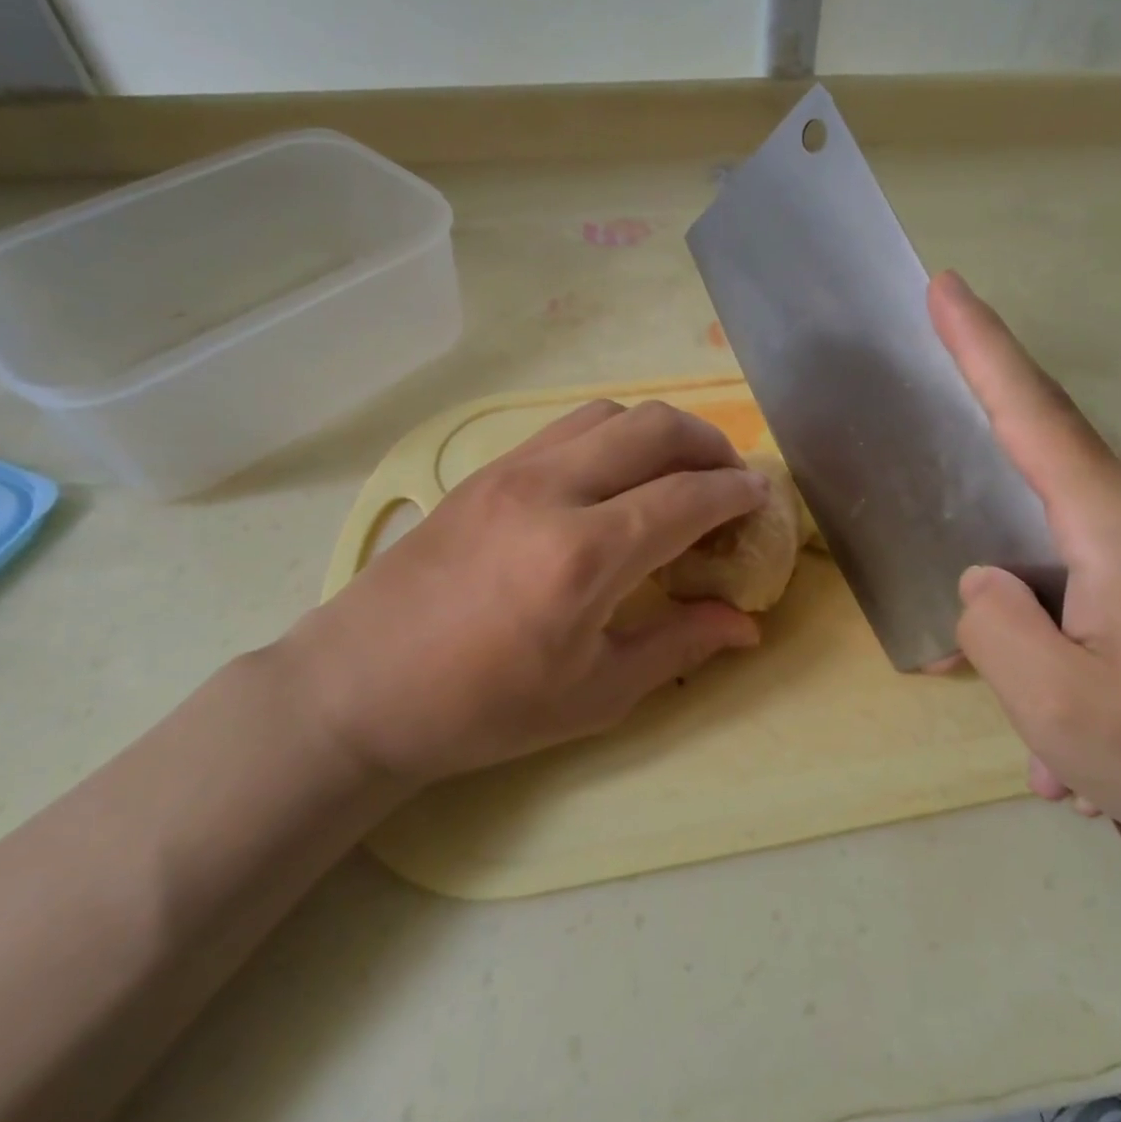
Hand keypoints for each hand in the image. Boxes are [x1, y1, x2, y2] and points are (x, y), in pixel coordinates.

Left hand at [278, 400, 767, 784]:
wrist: (359, 687)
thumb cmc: (482, 708)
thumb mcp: (595, 693)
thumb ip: (679, 645)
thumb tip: (746, 624)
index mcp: (584, 556)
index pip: (686, 497)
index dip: (736, 493)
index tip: (761, 499)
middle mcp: (552, 491)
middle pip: (654, 427)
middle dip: (709, 443)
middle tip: (729, 479)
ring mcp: (512, 470)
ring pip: (609, 413)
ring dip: (659, 432)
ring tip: (677, 472)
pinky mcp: (486, 470)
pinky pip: (568, 428)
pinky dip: (613, 436)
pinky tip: (616, 479)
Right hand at [929, 271, 1120, 877]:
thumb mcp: (1062, 712)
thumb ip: (993, 628)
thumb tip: (986, 582)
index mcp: (1117, 522)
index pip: (1031, 411)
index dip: (980, 346)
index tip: (945, 284)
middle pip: (1038, 530)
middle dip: (1015, 615)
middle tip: (1019, 708)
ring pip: (1075, 587)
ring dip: (1058, 665)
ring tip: (1073, 765)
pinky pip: (1114, 609)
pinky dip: (1095, 673)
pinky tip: (1108, 762)